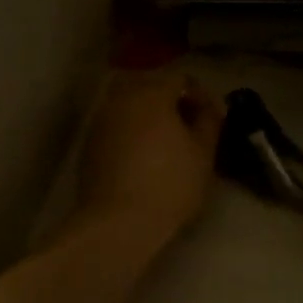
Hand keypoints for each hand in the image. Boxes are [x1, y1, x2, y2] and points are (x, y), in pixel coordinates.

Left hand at [74, 71, 224, 250]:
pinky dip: (131, 130)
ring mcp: (101, 120)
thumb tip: (210, 107)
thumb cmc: (169, 184)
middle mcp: (122, 98)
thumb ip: (209, 121)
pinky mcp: (90, 143)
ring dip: (149, 114)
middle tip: (189, 125)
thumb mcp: (203, 153)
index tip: (212, 118)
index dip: (200, 95)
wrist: (118, 223)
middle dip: (171, 100)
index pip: (180, 79)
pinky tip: (144, 155)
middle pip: (150, 86)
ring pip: (129, 104)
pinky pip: (116, 124)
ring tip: (167, 141)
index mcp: (152, 94)